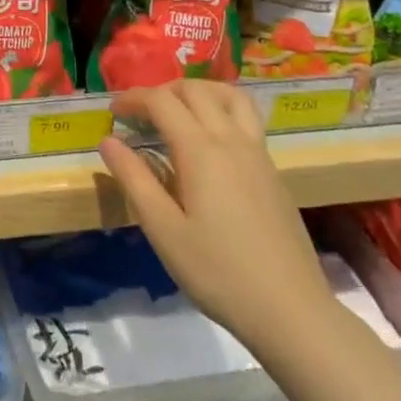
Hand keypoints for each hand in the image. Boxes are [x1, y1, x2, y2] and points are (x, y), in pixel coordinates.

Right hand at [99, 80, 335, 346]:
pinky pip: (246, 118)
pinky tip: (208, 142)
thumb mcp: (163, 229)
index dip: (133, 98)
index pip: (162, 101)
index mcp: (201, 150)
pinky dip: (220, 109)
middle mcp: (232, 140)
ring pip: (230, 96)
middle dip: (162, 91)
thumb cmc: (218, 272)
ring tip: (177, 112)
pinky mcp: (273, 171)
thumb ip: (134, 179)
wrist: (291, 311)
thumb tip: (108, 140)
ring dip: (198, 92)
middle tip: (139, 114)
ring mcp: (258, 153)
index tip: (112, 111)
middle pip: (195, 90)